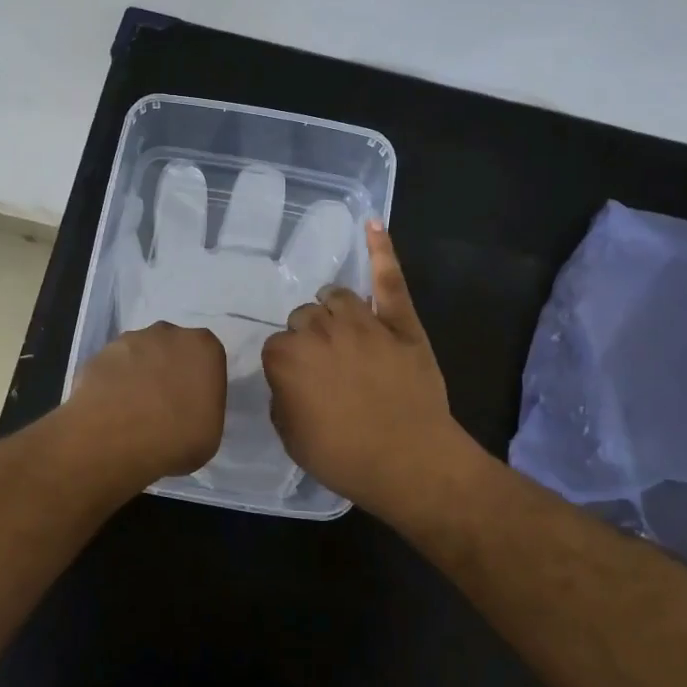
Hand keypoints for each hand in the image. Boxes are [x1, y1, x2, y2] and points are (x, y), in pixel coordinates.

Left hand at [66, 322, 226, 483]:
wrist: (112, 442)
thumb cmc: (175, 439)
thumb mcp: (210, 432)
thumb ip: (204, 407)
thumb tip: (188, 407)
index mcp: (203, 347)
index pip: (207, 358)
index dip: (199, 381)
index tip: (192, 404)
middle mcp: (167, 333)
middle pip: (172, 349)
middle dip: (168, 370)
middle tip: (163, 405)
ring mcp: (128, 341)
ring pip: (139, 355)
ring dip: (138, 375)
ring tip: (132, 411)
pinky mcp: (97, 354)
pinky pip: (112, 368)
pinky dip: (112, 384)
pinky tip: (109, 410)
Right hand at [262, 223, 473, 514]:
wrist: (410, 461)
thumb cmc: (344, 456)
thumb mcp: (291, 437)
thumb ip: (283, 398)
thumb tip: (290, 380)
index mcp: (288, 357)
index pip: (276, 346)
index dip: (288, 365)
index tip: (299, 383)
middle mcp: (320, 330)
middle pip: (305, 316)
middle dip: (309, 337)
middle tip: (324, 366)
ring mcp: (363, 321)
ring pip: (337, 296)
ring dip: (333, 308)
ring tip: (340, 325)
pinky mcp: (400, 322)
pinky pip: (388, 279)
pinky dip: (381, 250)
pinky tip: (372, 224)